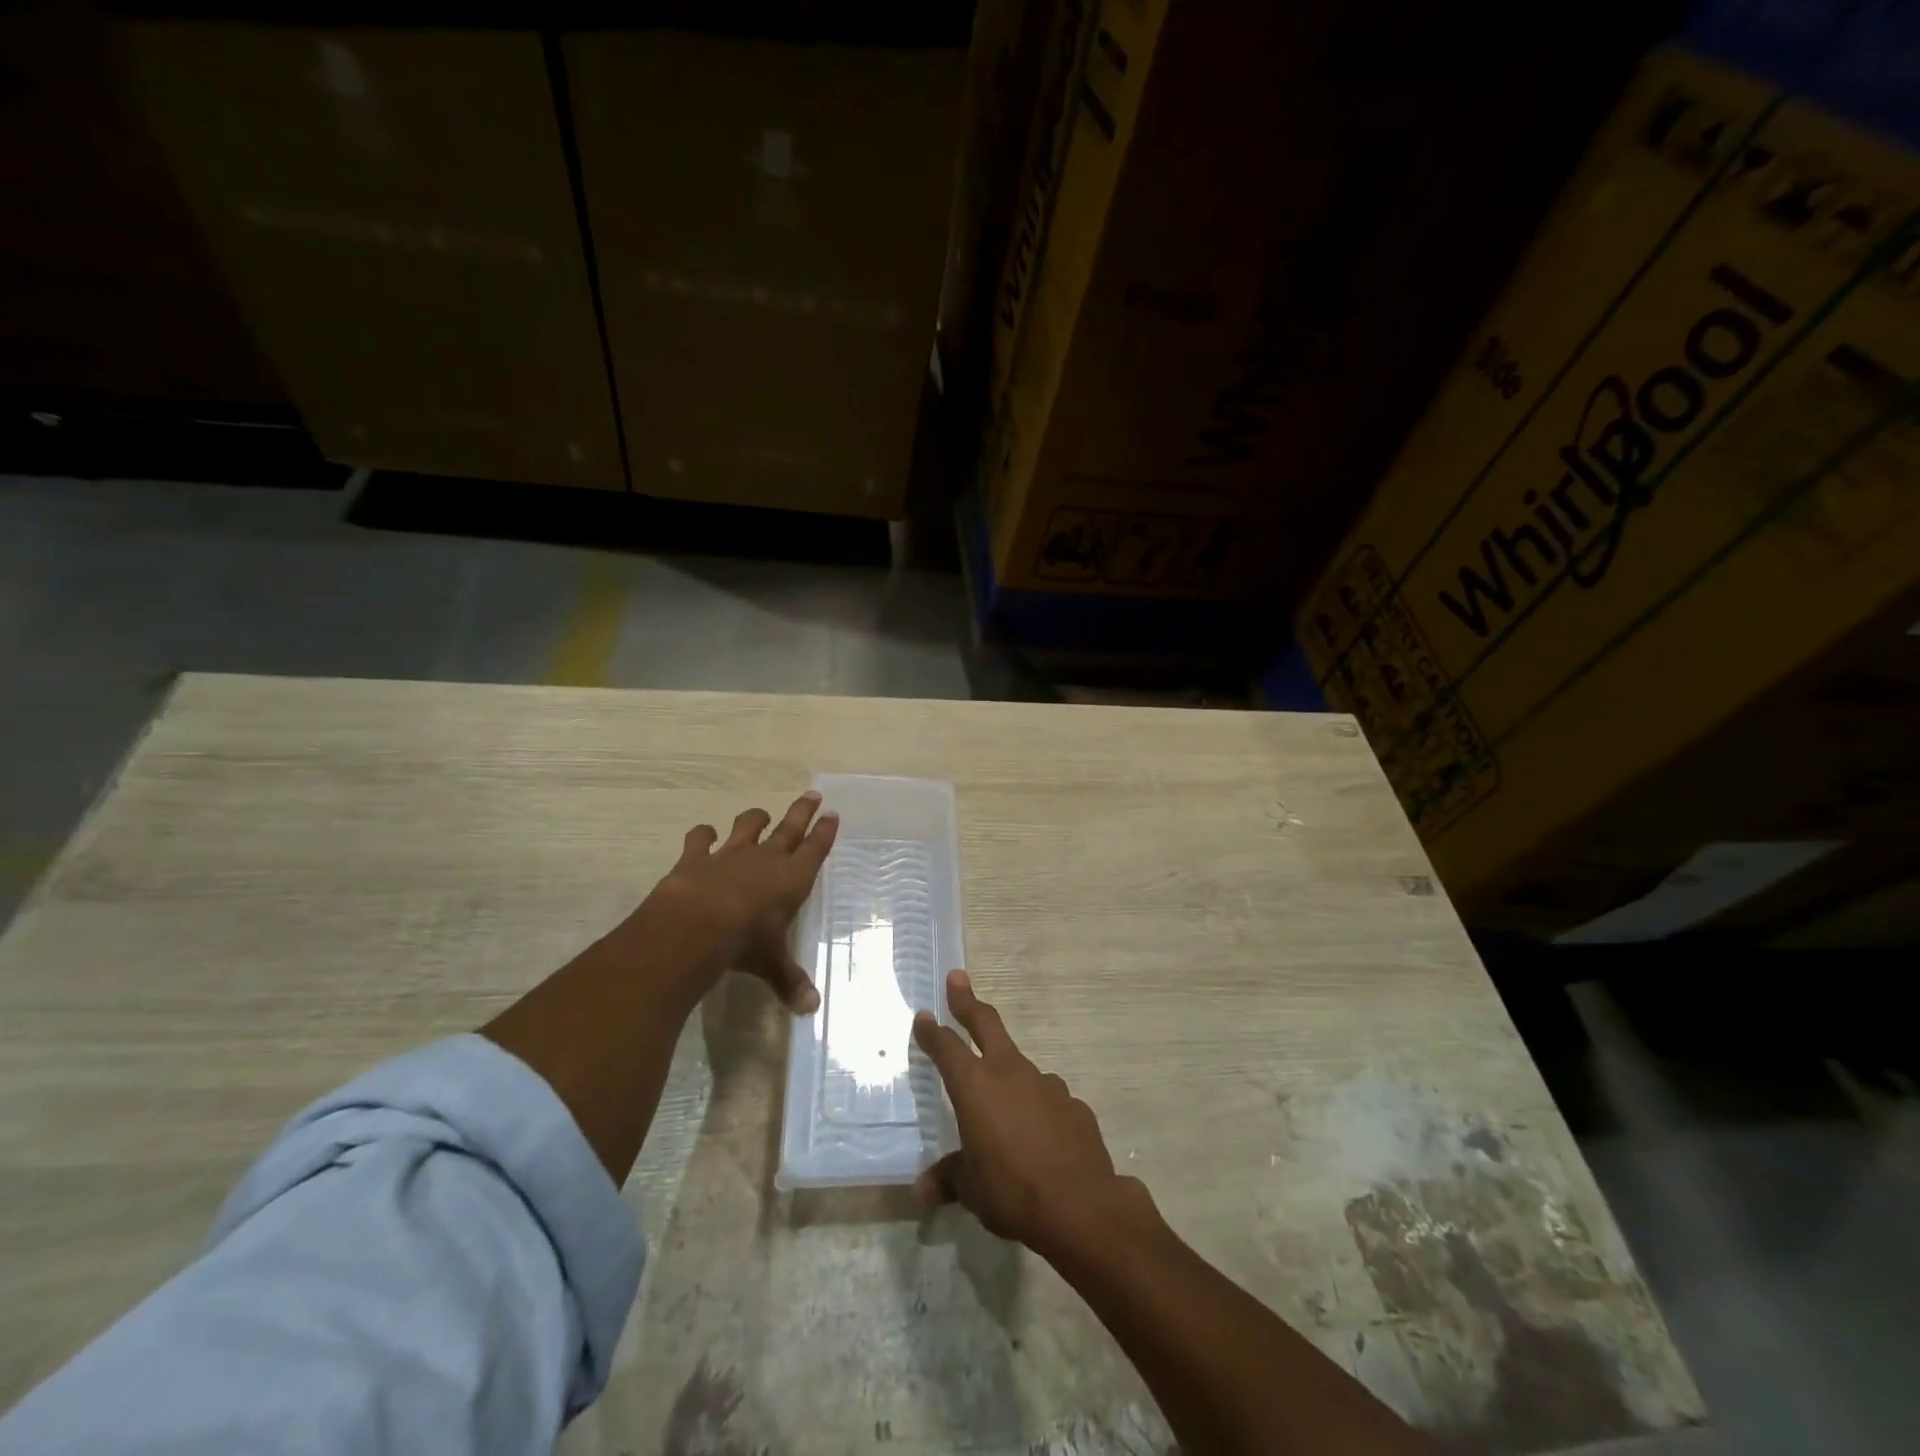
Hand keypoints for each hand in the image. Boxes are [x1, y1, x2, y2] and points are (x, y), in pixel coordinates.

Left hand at [611, 791, 837, 1012]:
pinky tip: (705, 833)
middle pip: (789, 828)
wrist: (696, 924)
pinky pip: (701, 838)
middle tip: (813, 795)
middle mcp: (766, 859)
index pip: (815, 849)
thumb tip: (810, 1009)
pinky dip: (703, 834)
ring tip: (762, 814)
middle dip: (802, 812)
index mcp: (792, 878)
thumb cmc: (746, 941)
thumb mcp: (771, 963)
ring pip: (748, 826)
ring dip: (756, 818)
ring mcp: (730, 854)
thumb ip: (789, 981)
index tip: (832, 814)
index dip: (825, 832)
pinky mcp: (697, 857)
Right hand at [912, 971, 1144, 1259]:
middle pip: (986, 1024)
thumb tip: (922, 1190)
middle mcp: (1010, 1072)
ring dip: (1007, 1074)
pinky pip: (1047, 1099)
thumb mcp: (972, 1190)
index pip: (946, 1048)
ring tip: (1003, 1108)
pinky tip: (1040, 1136)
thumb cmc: (1013, 1192)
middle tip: (957, 978)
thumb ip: (949, 1179)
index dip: (932, 1032)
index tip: (923, 1016)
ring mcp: (1046, 1084)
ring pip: (1020, 1067)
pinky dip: (1038, 1108)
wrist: (1081, 1206)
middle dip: (968, 1001)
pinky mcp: (1073, 1103)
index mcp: (976, 1086)